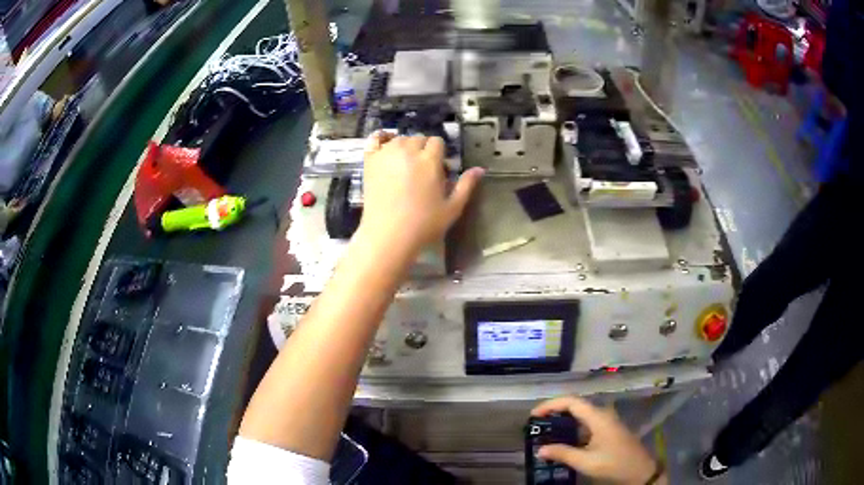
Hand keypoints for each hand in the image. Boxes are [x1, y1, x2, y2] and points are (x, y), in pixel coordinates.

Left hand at [356, 132, 483, 257]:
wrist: (388, 236)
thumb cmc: (424, 224)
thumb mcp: (452, 208)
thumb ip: (466, 185)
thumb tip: (480, 169)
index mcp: (429, 161)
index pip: (437, 142)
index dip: (439, 153)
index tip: (438, 168)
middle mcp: (408, 151)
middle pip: (418, 139)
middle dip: (423, 150)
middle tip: (422, 170)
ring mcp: (386, 155)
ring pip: (399, 139)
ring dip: (405, 147)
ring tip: (405, 165)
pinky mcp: (370, 162)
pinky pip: (375, 140)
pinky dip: (381, 139)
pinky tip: (386, 145)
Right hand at [531, 396, 660, 484]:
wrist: (640, 470)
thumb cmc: (614, 463)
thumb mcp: (586, 462)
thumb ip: (563, 454)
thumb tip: (540, 450)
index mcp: (598, 417)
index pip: (571, 402)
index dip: (551, 405)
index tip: (533, 415)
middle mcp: (602, 414)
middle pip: (575, 405)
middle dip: (554, 412)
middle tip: (536, 424)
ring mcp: (607, 422)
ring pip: (581, 414)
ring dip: (563, 420)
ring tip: (546, 431)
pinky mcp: (608, 430)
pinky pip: (586, 423)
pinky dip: (572, 428)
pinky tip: (564, 441)